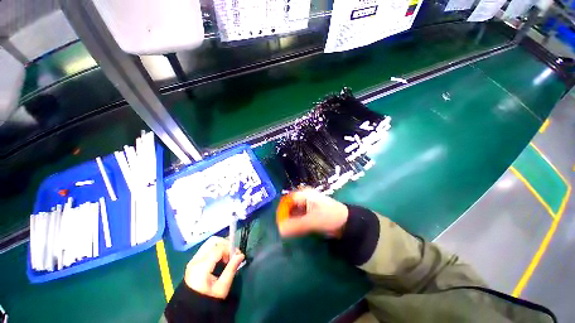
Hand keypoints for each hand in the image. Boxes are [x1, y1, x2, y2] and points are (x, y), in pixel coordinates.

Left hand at [184, 236, 244, 298]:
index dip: (230, 249)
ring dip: (221, 246)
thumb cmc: (208, 299)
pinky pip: (207, 248)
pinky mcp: (194, 261)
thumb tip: (241, 255)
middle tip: (232, 253)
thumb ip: (231, 269)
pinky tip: (220, 258)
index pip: (219, 248)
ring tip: (227, 256)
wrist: (191, 308)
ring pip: (210, 243)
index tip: (238, 255)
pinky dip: (216, 249)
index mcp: (201, 267)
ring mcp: (193, 260)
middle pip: (213, 241)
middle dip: (226, 244)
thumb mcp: (222, 287)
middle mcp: (196, 260)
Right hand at [278, 188, 348, 237]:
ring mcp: (306, 205)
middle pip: (289, 206)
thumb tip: (280, 230)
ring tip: (288, 231)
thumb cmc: (330, 217)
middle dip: (286, 217)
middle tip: (283, 229)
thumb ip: (296, 225)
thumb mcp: (313, 221)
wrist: (347, 223)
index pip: (287, 200)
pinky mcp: (309, 213)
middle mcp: (304, 198)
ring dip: (290, 221)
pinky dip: (296, 223)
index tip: (279, 223)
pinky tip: (295, 231)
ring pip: (293, 212)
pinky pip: (298, 217)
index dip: (282, 211)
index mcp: (304, 194)